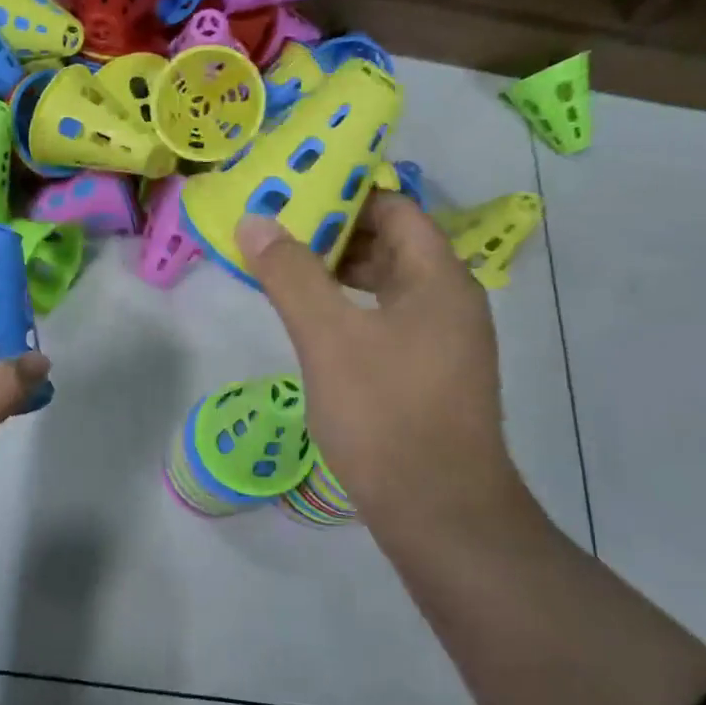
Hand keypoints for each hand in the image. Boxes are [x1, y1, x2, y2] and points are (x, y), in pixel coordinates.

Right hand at [236, 194, 530, 547]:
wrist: (438, 511)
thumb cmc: (385, 414)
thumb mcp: (328, 338)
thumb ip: (291, 275)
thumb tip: (256, 220)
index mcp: (438, 279)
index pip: (396, 209)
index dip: (346, 194)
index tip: (293, 193)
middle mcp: (450, 302)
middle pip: (392, 245)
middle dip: (334, 233)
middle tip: (275, 231)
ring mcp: (442, 342)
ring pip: (388, 287)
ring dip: (338, 274)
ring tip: (283, 272)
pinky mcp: (428, 376)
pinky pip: (386, 321)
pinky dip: (349, 310)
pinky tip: (313, 324)